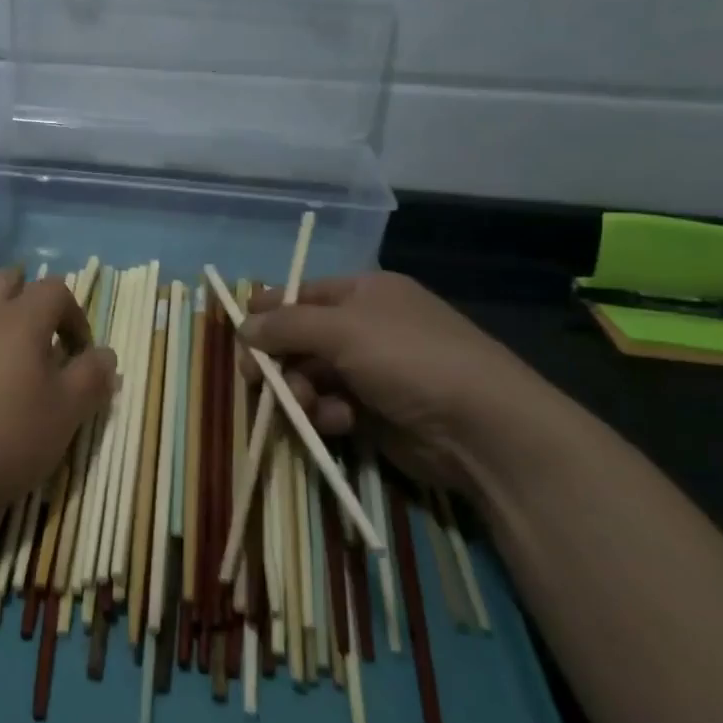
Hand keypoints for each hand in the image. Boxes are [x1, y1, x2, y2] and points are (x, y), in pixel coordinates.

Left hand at [0, 268, 116, 520]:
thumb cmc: (1, 435)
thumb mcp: (64, 415)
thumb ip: (90, 379)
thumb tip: (105, 354)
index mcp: (20, 319)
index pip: (55, 289)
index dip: (74, 315)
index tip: (78, 354)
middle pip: (5, 280)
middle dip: (27, 300)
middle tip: (39, 342)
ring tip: (3, 378)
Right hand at [242, 272, 572, 496]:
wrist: (483, 429)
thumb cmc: (410, 359)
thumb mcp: (343, 330)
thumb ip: (286, 325)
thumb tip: (242, 325)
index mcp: (364, 292)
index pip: (301, 293)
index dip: (269, 310)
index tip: (240, 334)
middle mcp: (365, 327)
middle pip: (300, 338)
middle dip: (279, 359)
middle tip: (256, 379)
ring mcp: (371, 370)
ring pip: (310, 375)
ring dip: (301, 391)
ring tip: (308, 406)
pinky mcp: (375, 411)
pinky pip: (330, 405)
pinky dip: (326, 413)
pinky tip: (339, 422)